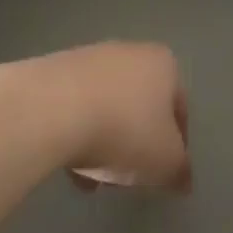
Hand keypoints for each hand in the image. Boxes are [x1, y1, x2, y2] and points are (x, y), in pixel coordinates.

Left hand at [29, 42, 191, 190]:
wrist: (51, 109)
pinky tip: (67, 166)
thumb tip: (182, 180)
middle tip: (128, 176)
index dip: (176, 145)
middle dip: (135, 144)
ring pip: (105, 109)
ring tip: (92, 179)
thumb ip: (179, 171)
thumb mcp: (166, 161)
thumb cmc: (124, 129)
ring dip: (103, 143)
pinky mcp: (53, 72)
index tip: (163, 172)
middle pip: (139, 106)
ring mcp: (87, 59)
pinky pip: (73, 108)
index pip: (179, 108)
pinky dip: (75, 135)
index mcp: (163, 64)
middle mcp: (128, 52)